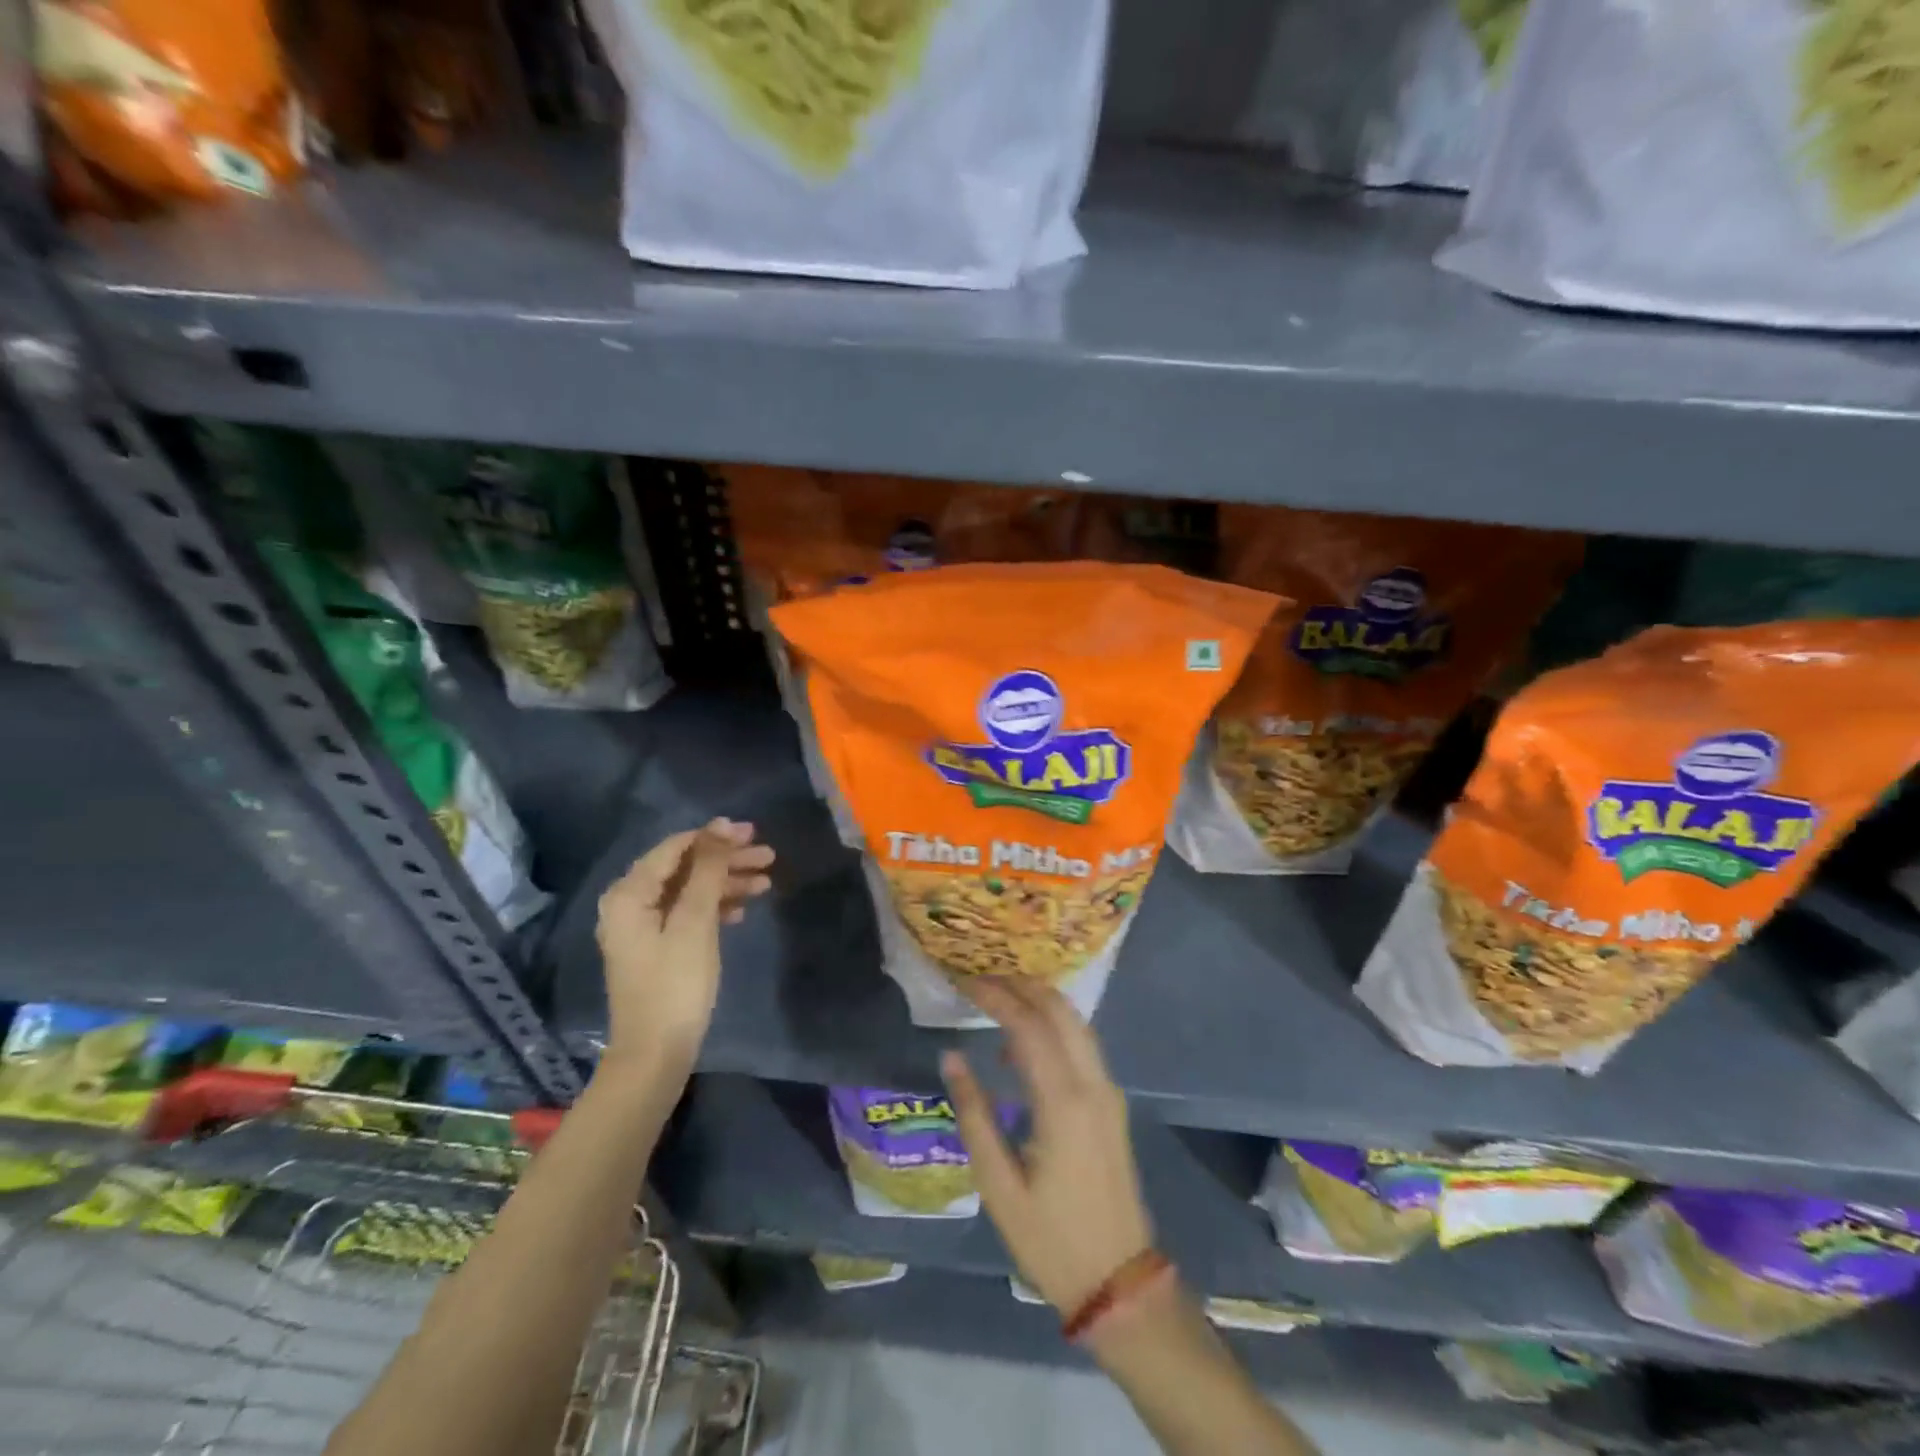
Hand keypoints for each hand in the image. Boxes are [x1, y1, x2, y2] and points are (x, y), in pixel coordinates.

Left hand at [595, 819, 773, 1067]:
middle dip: (726, 861)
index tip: (753, 833)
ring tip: (766, 882)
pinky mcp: (657, 947)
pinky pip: (688, 913)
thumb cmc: (675, 984)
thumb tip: (721, 826)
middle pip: (684, 868)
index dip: (714, 837)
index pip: (675, 848)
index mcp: (629, 894)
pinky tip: (742, 910)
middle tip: (768, 855)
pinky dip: (715, 907)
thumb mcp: (695, 921)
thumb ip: (708, 871)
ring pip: (690, 891)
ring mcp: (642, 927)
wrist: (656, 1054)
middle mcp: (630, 904)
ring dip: (727, 884)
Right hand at [942, 978, 1153, 1316]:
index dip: (997, 996)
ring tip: (998, 997)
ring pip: (1076, 1023)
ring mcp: (1109, 1092)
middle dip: (1022, 985)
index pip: (1028, 1025)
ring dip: (1040, 1001)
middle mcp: (1093, 1084)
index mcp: (1064, 1103)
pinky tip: (1024, 1040)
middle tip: (982, 979)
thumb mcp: (999, 1186)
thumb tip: (952, 1057)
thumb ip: (974, 1115)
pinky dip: (1054, 1025)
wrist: (1120, 1283)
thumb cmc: (1051, 1239)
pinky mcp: (1112, 1104)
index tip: (966, 981)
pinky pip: (1083, 1045)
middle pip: (1060, 1010)